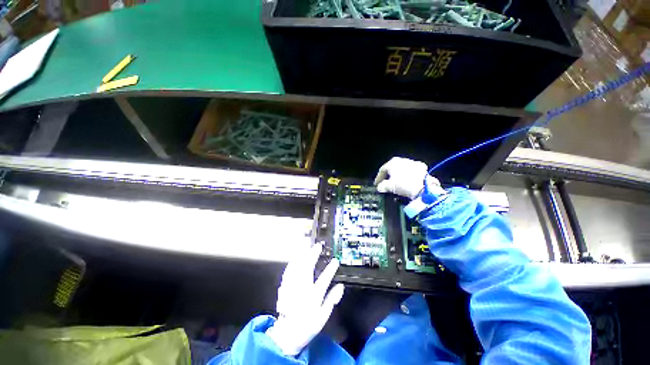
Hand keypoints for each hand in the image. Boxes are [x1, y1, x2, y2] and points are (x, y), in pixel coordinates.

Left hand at [266, 244, 344, 355]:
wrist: (286, 334)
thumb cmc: (307, 326)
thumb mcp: (323, 317)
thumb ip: (332, 300)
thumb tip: (341, 287)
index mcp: (313, 297)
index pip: (324, 279)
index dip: (331, 269)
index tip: (335, 261)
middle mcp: (302, 289)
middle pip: (308, 267)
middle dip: (313, 254)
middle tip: (318, 246)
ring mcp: (292, 286)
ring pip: (297, 266)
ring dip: (303, 255)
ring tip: (308, 247)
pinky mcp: (285, 286)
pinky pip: (289, 271)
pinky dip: (293, 262)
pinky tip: (296, 257)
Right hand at [374, 157, 439, 198]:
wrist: (423, 187)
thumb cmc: (403, 185)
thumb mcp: (389, 187)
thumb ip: (382, 186)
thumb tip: (380, 187)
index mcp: (392, 162)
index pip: (382, 170)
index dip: (378, 178)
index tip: (377, 184)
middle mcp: (402, 160)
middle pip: (392, 168)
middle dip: (388, 176)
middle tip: (385, 183)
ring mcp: (412, 163)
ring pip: (402, 169)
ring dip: (398, 176)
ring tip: (397, 184)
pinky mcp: (421, 168)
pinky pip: (411, 172)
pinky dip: (408, 176)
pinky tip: (408, 182)